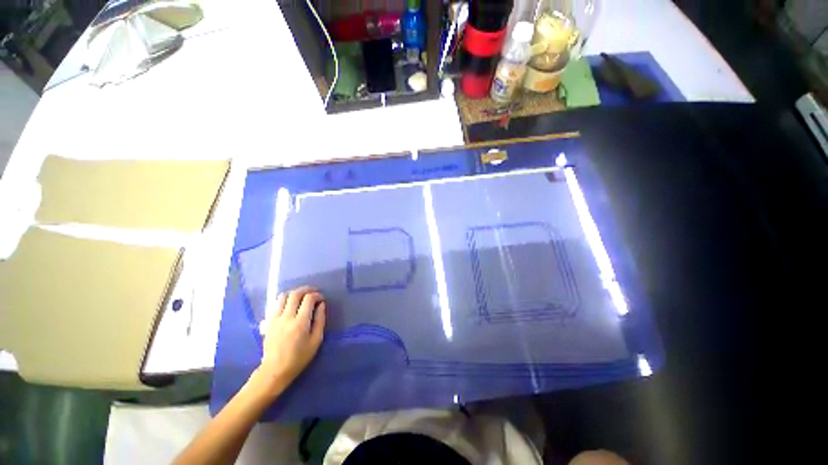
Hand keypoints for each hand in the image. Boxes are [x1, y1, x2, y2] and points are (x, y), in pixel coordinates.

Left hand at [251, 286, 325, 397]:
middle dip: (306, 290)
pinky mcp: (268, 319)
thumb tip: (321, 306)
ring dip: (294, 293)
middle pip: (295, 294)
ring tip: (300, 297)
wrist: (277, 367)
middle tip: (313, 292)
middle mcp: (287, 316)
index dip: (317, 295)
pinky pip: (276, 303)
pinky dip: (284, 299)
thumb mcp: (315, 343)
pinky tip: (288, 304)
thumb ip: (319, 322)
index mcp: (300, 323)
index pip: (308, 300)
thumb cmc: (299, 358)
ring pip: (284, 295)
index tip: (322, 298)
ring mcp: (275, 316)